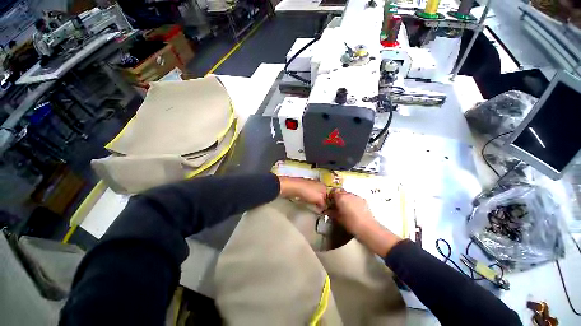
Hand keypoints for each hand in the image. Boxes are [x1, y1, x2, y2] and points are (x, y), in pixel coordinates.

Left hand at [278, 176, 327, 211]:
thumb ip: (324, 204)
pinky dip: (309, 199)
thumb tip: (325, 209)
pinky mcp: (303, 187)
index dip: (329, 204)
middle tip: (321, 210)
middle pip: (323, 195)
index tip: (327, 210)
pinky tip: (307, 202)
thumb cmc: (307, 192)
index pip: (330, 196)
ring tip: (314, 207)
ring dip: (315, 201)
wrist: (293, 187)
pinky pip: (309, 195)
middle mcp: (318, 184)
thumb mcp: (319, 199)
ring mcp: (310, 185)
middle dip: (322, 202)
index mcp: (324, 186)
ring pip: (316, 195)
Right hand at [326, 189, 401, 255]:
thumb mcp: (337, 218)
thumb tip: (327, 210)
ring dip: (346, 199)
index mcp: (340, 197)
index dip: (331, 197)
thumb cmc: (350, 223)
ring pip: (348, 194)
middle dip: (338, 197)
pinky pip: (355, 198)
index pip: (332, 192)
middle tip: (337, 205)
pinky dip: (353, 201)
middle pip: (340, 191)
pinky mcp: (363, 200)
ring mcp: (356, 196)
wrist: (367, 227)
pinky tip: (353, 210)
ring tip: (346, 208)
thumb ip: (331, 212)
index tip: (330, 202)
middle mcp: (348, 194)